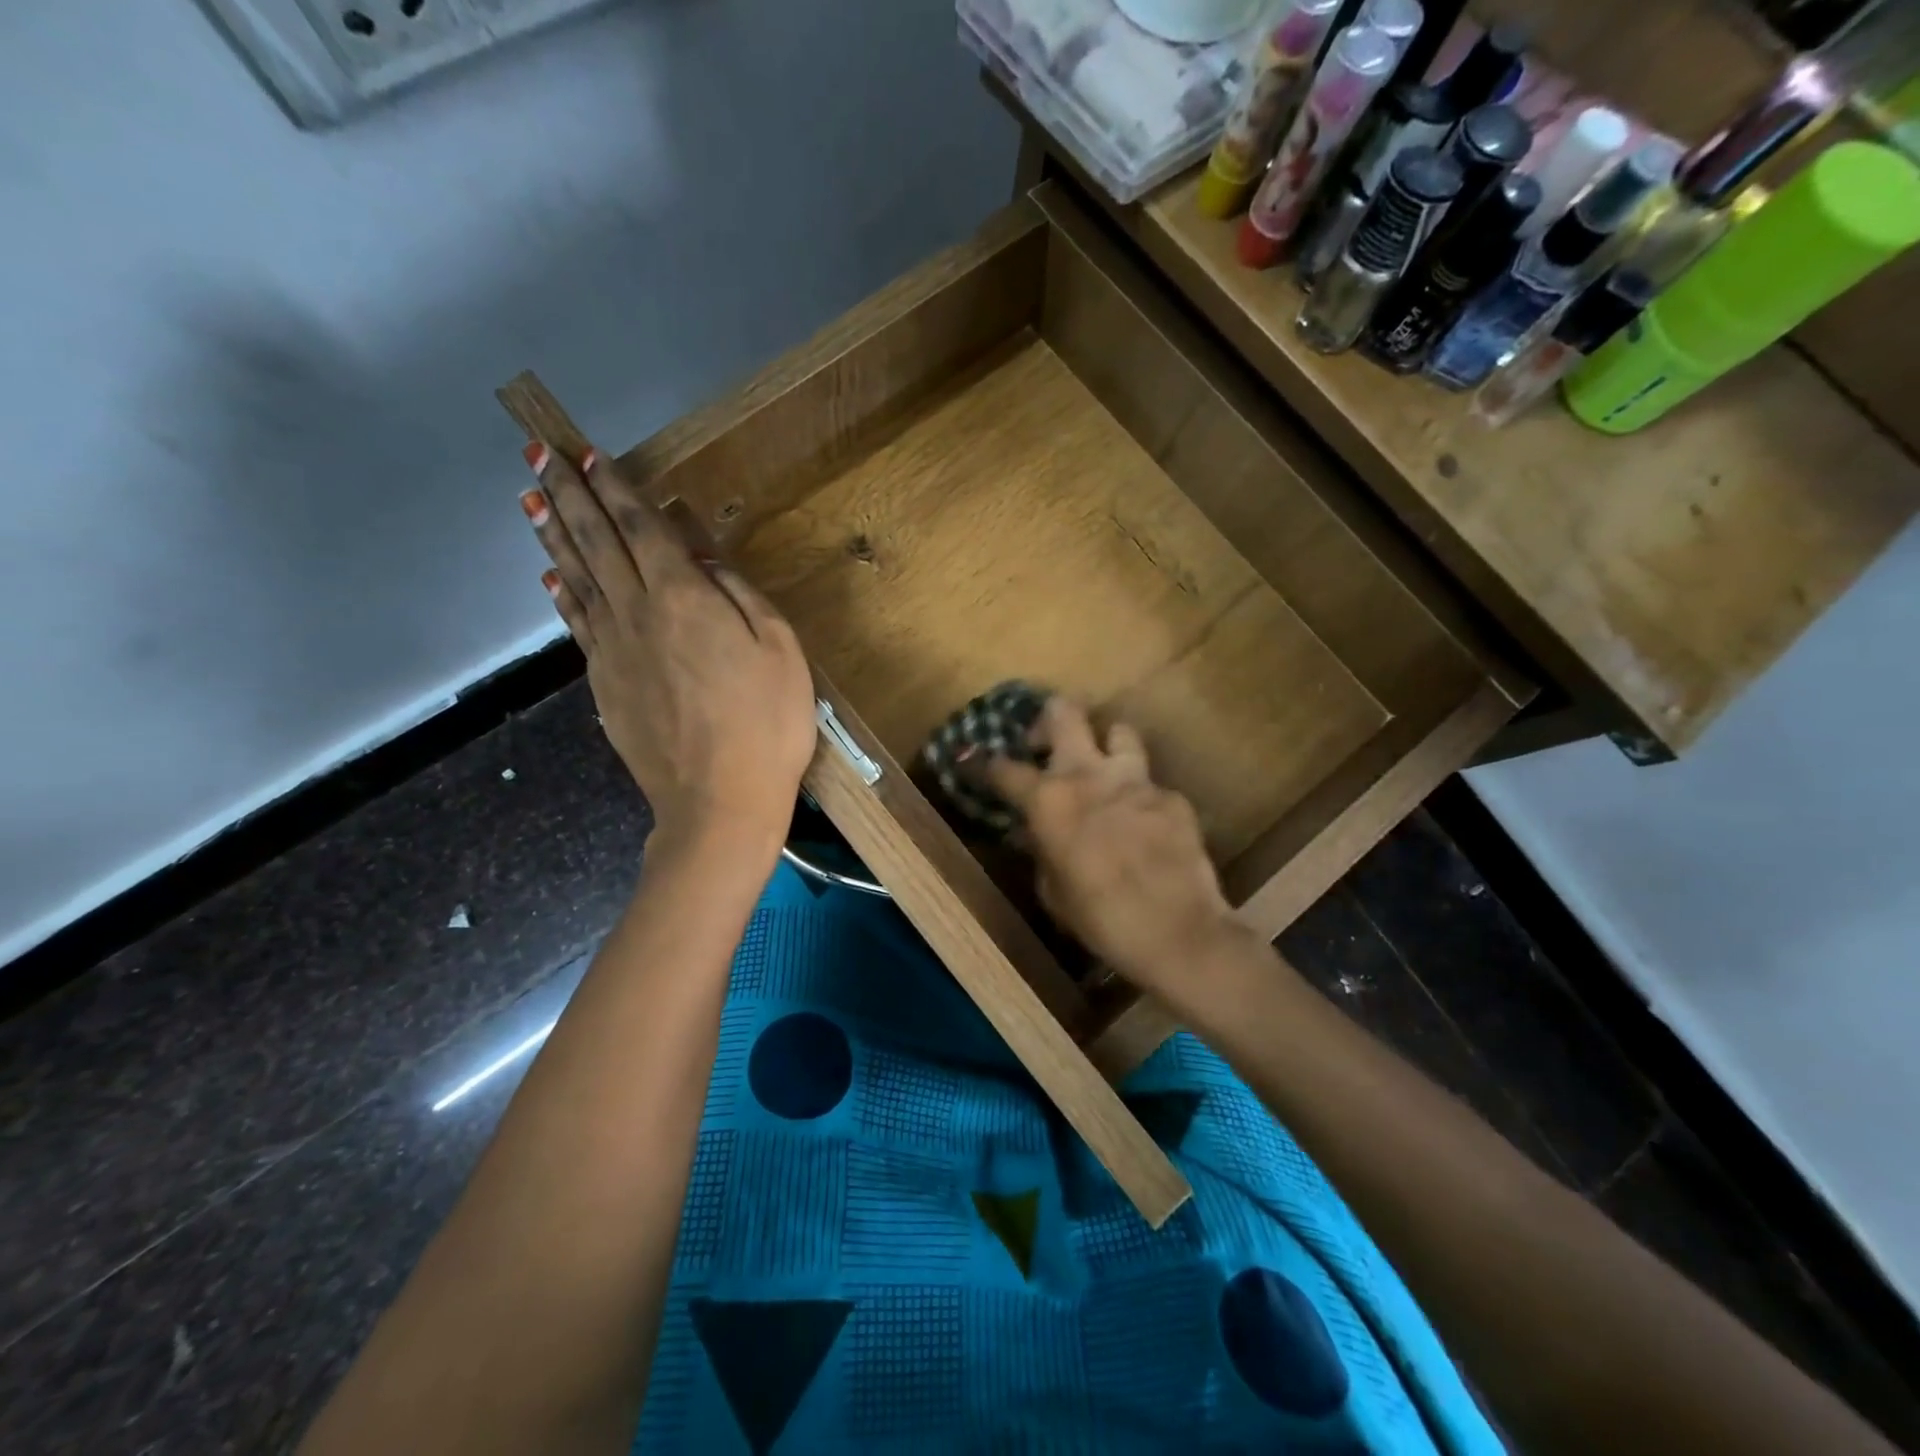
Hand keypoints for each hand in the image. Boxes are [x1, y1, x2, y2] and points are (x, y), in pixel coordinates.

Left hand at [518, 442, 815, 854]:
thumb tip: (702, 558)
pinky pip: (577, 625)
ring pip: (576, 579)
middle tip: (537, 454)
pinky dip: (562, 594)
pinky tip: (552, 578)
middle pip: (596, 542)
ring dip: (553, 536)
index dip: (614, 488)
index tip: (586, 455)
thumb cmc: (767, 724)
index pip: (641, 528)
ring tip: (530, 501)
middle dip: (567, 495)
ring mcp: (614, 651)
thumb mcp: (780, 649)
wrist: (720, 801)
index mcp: (684, 598)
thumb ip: (740, 595)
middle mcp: (637, 613)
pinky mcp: (605, 685)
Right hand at [985, 699, 1239, 996]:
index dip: (984, 764)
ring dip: (1106, 746)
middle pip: (1064, 712)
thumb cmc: (1100, 919)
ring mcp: (1136, 780)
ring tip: (1105, 771)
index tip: (974, 761)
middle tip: (1046, 743)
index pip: (1004, 768)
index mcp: (1049, 800)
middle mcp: (1089, 775)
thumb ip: (1041, 850)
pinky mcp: (1172, 797)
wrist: (1177, 933)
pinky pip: (1151, 785)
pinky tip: (1146, 827)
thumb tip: (1035, 832)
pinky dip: (1141, 798)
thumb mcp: (1053, 891)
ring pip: (1119, 731)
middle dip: (1049, 719)